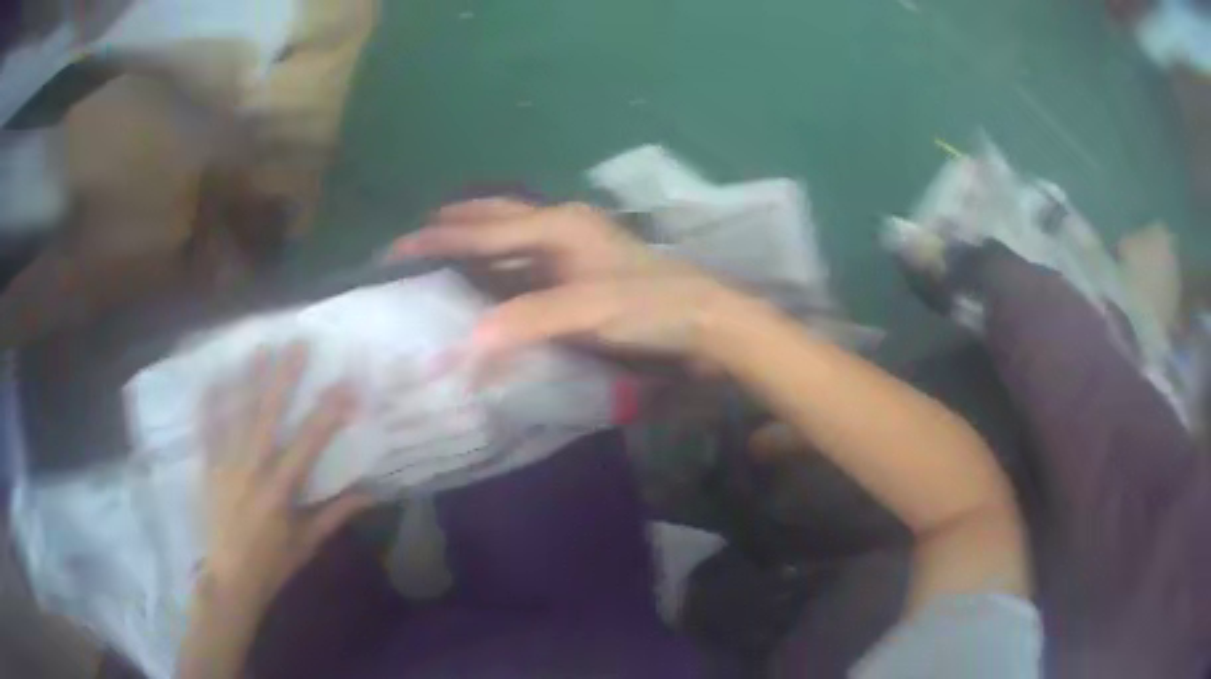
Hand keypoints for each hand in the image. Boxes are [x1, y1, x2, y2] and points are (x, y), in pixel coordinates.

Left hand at [198, 343, 371, 613]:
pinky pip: (206, 430)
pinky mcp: (207, 469)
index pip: (308, 443)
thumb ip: (335, 514)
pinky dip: (209, 403)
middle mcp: (250, 469)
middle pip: (267, 414)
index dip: (328, 412)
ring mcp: (224, 466)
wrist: (229, 579)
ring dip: (248, 378)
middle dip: (283, 377)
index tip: (346, 385)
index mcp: (279, 490)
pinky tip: (212, 377)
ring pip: (236, 414)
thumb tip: (370, 494)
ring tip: (258, 347)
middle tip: (297, 343)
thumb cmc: (272, 564)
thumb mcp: (307, 543)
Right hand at [389, 198, 744, 360]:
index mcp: (559, 226)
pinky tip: (492, 278)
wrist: (707, 319)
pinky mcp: (585, 271)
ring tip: (444, 251)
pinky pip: (530, 261)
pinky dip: (503, 266)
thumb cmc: (652, 306)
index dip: (438, 240)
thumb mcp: (590, 310)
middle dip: (456, 223)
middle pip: (498, 218)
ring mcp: (576, 248)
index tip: (396, 248)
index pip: (484, 231)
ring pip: (513, 237)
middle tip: (416, 237)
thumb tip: (468, 342)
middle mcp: (563, 227)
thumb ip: (529, 320)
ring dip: (479, 241)